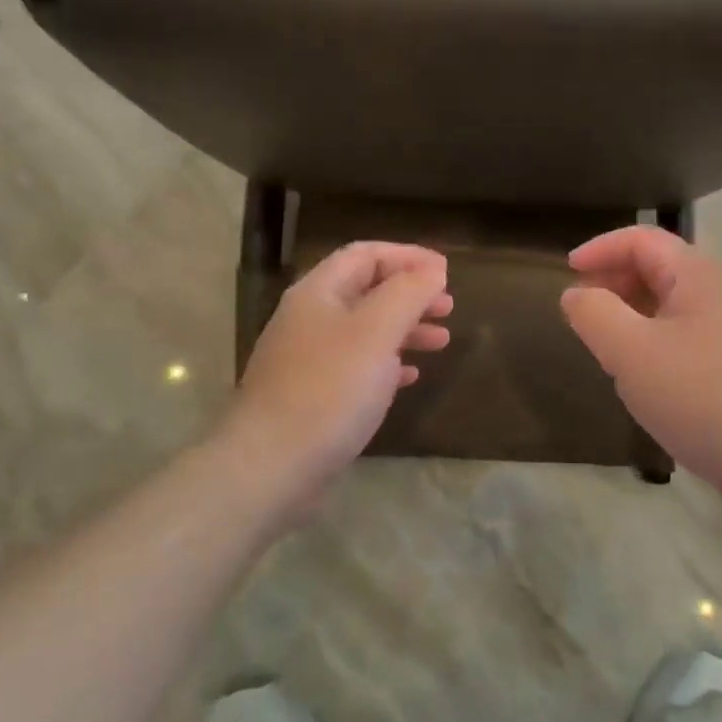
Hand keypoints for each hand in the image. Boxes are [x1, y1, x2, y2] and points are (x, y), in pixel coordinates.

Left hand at [220, 242, 451, 507]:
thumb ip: (408, 293)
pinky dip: (388, 362)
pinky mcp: (313, 396)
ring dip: (405, 329)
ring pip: (365, 330)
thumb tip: (432, 269)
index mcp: (318, 293)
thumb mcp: (377, 331)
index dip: (408, 256)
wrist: (272, 465)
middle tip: (449, 307)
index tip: (446, 272)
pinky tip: (411, 375)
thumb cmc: (329, 389)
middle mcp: (309, 319)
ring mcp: (308, 359)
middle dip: (410, 294)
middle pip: (366, 290)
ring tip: (442, 341)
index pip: (365, 255)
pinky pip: (357, 366)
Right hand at [561, 227, 721, 503]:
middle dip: (613, 279)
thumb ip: (594, 313)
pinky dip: (652, 337)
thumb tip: (576, 293)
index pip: (641, 239)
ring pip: (670, 302)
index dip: (600, 249)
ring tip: (604, 343)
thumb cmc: (696, 394)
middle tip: (582, 310)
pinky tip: (642, 373)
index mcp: (695, 274)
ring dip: (631, 311)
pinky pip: (683, 333)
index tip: (566, 273)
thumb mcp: (629, 351)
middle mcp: (718, 290)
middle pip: (657, 266)